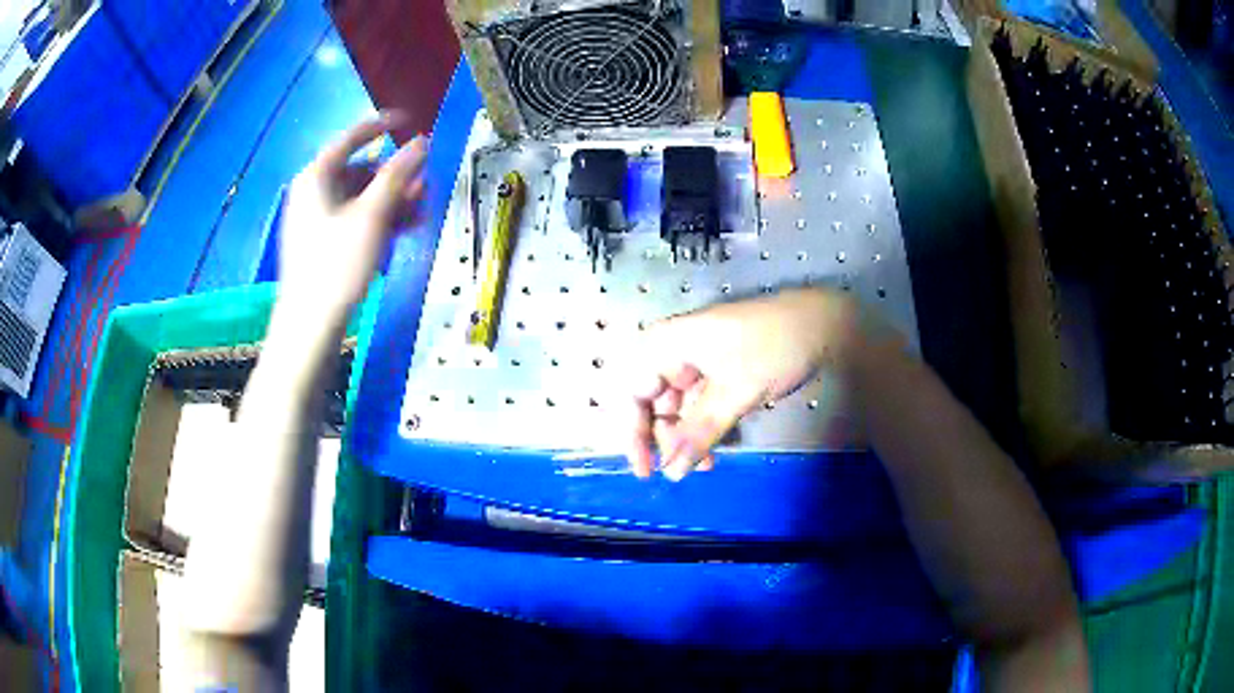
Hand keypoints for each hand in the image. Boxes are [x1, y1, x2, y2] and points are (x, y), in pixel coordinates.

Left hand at [277, 112, 427, 329]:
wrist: (310, 324)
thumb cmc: (337, 264)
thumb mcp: (372, 216)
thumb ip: (398, 175)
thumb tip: (421, 142)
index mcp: (317, 176)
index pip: (352, 137)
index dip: (382, 125)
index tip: (409, 119)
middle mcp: (313, 191)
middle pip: (360, 170)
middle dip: (395, 175)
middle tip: (424, 182)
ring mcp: (315, 218)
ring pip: (360, 197)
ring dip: (392, 199)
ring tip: (421, 211)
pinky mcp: (321, 242)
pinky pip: (353, 218)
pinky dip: (378, 219)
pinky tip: (403, 228)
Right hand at [625, 288, 862, 480]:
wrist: (823, 322)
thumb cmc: (774, 347)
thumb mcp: (736, 393)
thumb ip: (699, 433)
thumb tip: (671, 473)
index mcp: (667, 343)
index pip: (631, 392)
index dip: (632, 433)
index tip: (646, 470)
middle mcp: (674, 350)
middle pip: (650, 401)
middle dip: (663, 439)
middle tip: (680, 471)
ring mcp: (697, 360)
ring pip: (676, 407)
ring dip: (686, 438)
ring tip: (706, 465)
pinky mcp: (718, 369)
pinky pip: (698, 404)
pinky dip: (703, 427)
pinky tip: (714, 450)